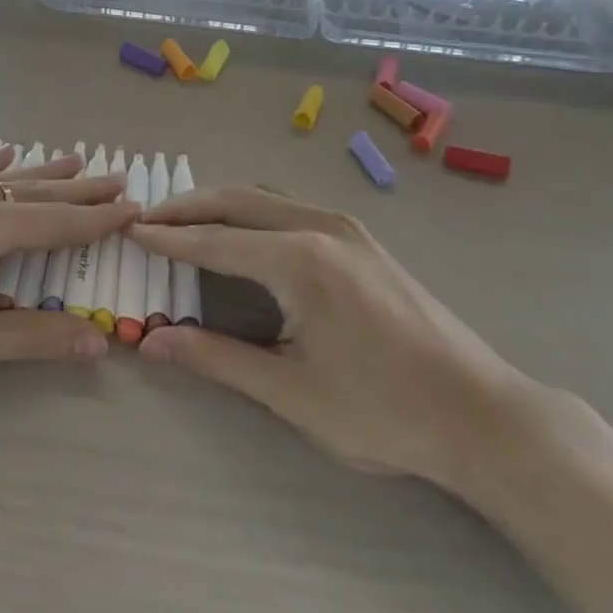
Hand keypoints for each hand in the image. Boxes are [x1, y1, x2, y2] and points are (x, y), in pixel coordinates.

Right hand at [130, 187, 529, 491]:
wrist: (483, 415)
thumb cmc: (384, 411)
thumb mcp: (292, 393)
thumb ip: (217, 358)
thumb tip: (151, 342)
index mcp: (299, 260)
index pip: (214, 240)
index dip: (168, 238)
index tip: (128, 230)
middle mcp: (320, 226)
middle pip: (237, 200)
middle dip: (188, 207)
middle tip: (147, 217)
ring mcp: (347, 228)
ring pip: (266, 198)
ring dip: (221, 204)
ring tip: (185, 220)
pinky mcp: (363, 239)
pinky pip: (291, 207)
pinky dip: (253, 211)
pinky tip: (244, 232)